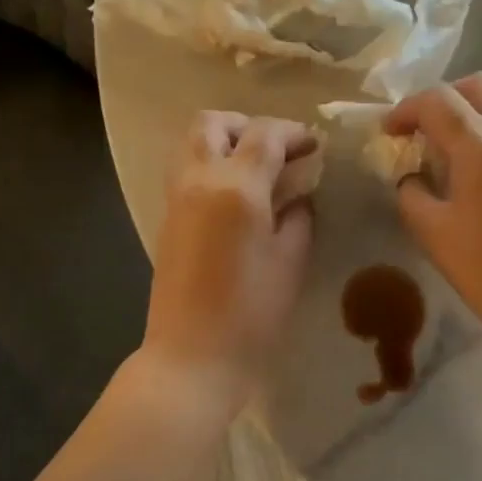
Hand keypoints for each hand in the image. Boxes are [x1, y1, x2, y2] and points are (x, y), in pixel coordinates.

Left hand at [138, 111, 316, 418]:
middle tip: (277, 151)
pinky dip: (211, 167)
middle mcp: (199, 180)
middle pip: (212, 123)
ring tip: (257, 171)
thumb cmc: (252, 314)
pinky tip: (238, 198)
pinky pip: (186, 172)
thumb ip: (298, 217)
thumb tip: (298, 196)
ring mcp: (176, 199)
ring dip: (224, 143)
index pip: (265, 135)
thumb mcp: (290, 261)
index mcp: (236, 187)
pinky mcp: (167, 220)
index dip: (294, 134)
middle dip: (247, 125)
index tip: (314, 147)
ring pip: (191, 144)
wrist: (193, 356)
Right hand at [387, 73, 481, 349]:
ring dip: (468, 112)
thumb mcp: (432, 232)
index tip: (388, 133)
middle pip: (477, 85)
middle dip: (443, 98)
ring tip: (443, 150)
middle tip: (420, 130)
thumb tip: (411, 178)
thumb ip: (412, 194)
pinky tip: (472, 169)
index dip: (405, 110)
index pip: (437, 100)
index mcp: (480, 144)